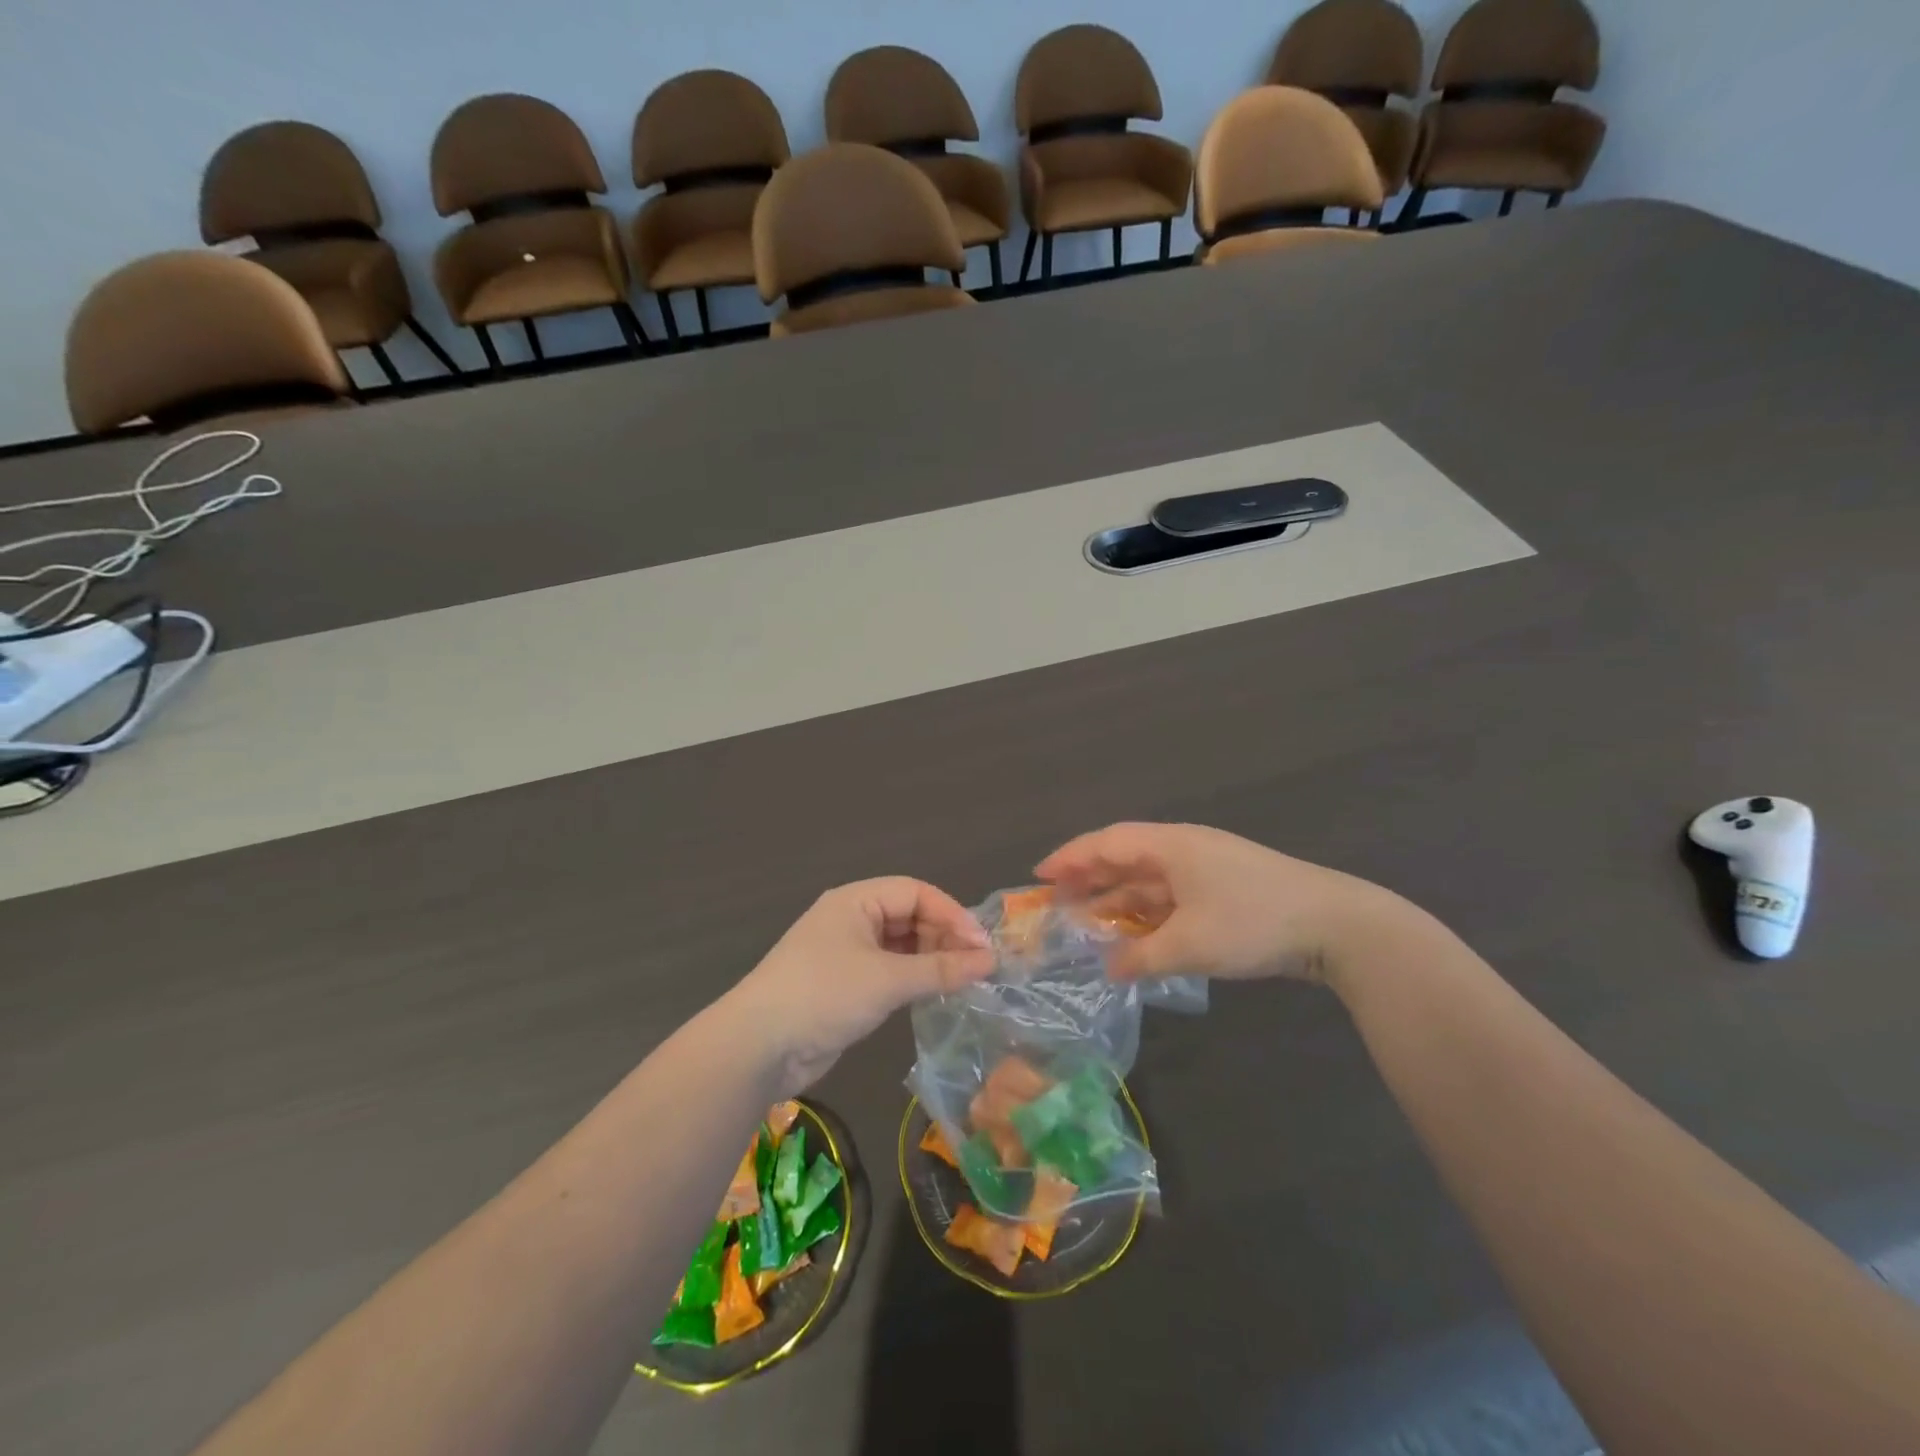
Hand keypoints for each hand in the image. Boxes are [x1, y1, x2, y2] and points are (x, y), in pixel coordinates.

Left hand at [727, 878, 996, 1095]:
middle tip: (978, 967)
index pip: (916, 892)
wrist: (758, 1046)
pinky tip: (933, 993)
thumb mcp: (887, 980)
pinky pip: (888, 971)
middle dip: (944, 937)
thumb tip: (990, 961)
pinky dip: (912, 979)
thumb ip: (941, 969)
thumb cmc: (824, 995)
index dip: (952, 914)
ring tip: (963, 981)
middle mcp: (851, 919)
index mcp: (856, 901)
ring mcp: (846, 953)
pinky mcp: (844, 985)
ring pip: (900, 946)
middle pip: (909, 916)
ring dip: (931, 959)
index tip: (982, 946)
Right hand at [1035, 822, 1410, 987]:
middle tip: (1057, 902)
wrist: (1336, 925)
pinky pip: (1172, 898)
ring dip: (1119, 900)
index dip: (1070, 857)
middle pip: (1125, 858)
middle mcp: (1185, 849)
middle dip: (1090, 879)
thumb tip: (1109, 967)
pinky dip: (1148, 915)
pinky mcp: (1226, 892)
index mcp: (1171, 845)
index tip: (1039, 875)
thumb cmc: (1253, 922)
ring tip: (1089, 924)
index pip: (1107, 842)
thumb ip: (1141, 957)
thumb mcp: (1189, 944)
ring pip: (1149, 880)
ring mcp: (1208, 870)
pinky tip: (1137, 938)